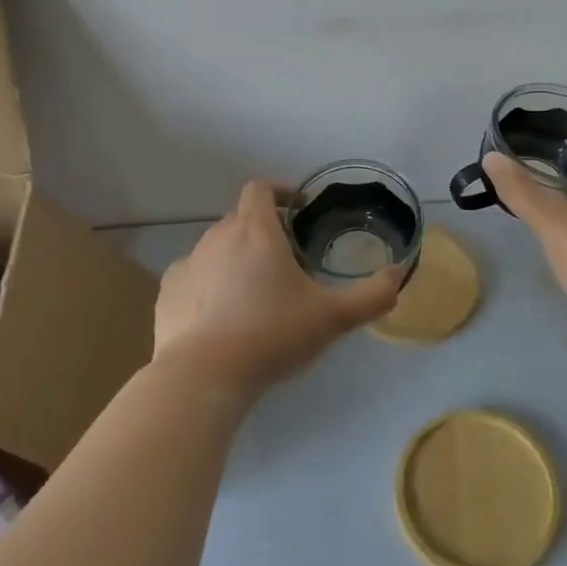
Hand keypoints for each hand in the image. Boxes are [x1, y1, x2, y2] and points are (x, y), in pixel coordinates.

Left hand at [151, 180, 403, 402]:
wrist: (203, 376)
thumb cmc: (271, 334)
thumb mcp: (332, 318)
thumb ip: (372, 296)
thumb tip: (399, 275)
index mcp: (255, 231)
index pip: (259, 189)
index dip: (279, 191)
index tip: (297, 208)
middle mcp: (217, 237)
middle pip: (239, 218)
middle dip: (262, 229)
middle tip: (286, 259)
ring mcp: (188, 264)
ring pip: (215, 247)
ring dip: (235, 257)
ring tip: (254, 291)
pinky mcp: (167, 293)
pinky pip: (193, 276)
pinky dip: (208, 283)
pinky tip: (221, 314)